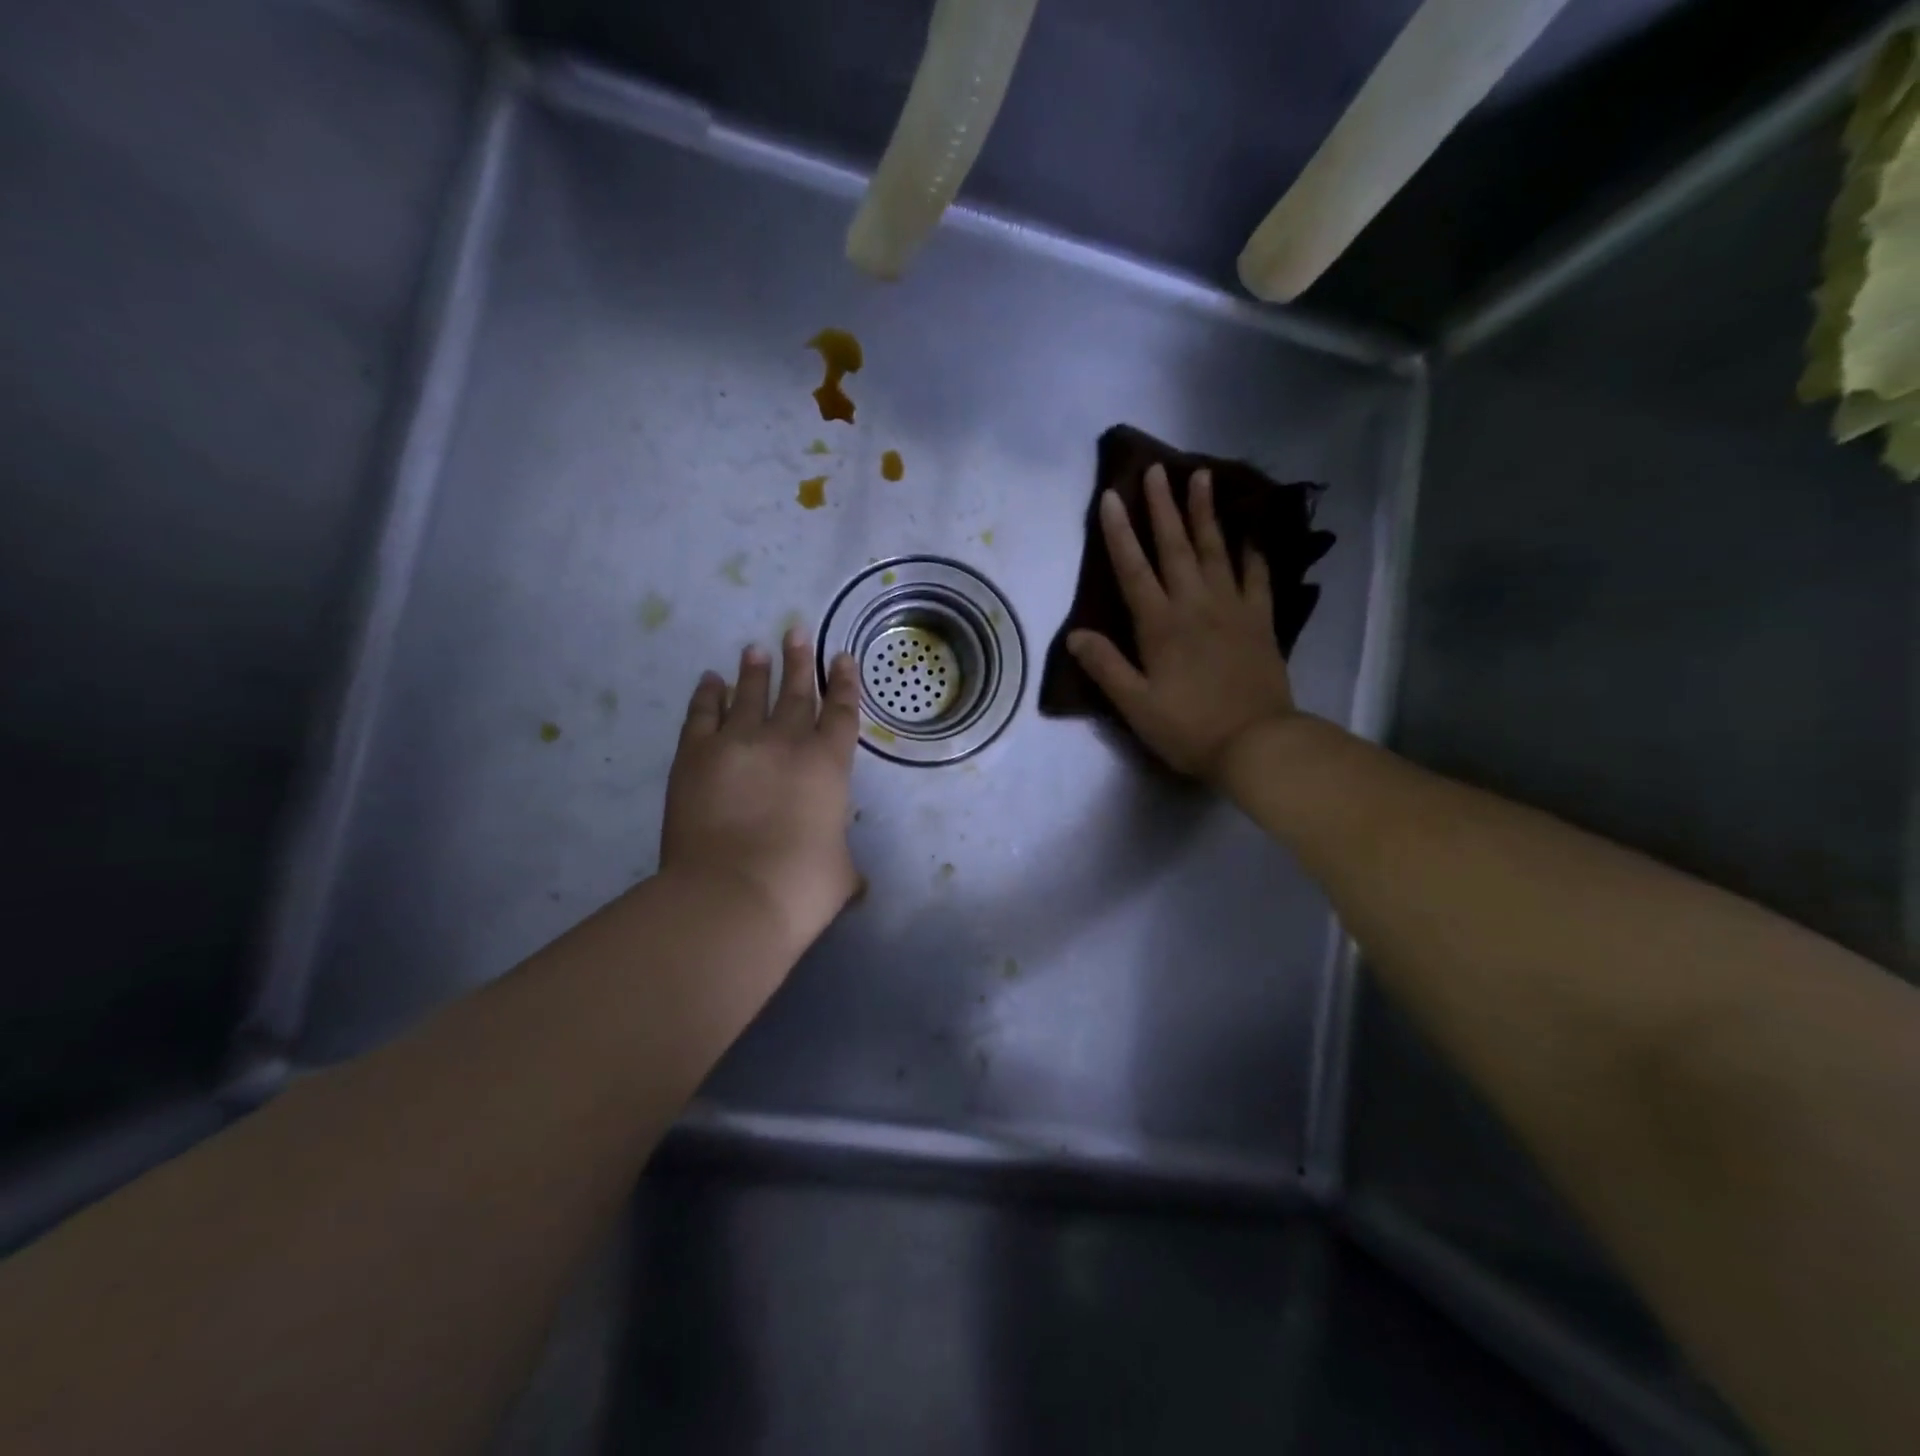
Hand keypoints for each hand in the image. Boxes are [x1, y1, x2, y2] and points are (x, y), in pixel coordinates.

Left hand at [661, 629, 861, 953]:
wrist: (732, 895)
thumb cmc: (800, 887)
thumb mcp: (841, 876)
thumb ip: (846, 865)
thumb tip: (856, 881)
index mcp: (828, 765)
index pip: (841, 712)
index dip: (843, 683)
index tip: (841, 657)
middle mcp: (786, 742)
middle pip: (795, 692)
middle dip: (798, 661)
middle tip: (795, 632)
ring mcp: (738, 743)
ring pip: (749, 694)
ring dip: (755, 670)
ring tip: (756, 648)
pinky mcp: (695, 754)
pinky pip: (703, 713)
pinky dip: (707, 694)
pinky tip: (711, 680)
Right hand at [1068, 464, 1296, 781]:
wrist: (1257, 744)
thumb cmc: (1188, 728)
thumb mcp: (1136, 705)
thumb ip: (1105, 667)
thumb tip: (1075, 634)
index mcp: (1160, 625)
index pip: (1133, 569)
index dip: (1119, 533)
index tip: (1110, 496)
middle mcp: (1195, 605)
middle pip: (1176, 547)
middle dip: (1163, 507)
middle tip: (1157, 469)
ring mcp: (1232, 608)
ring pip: (1216, 550)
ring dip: (1206, 513)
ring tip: (1202, 476)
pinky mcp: (1261, 621)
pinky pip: (1257, 575)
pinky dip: (1252, 550)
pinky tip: (1249, 530)